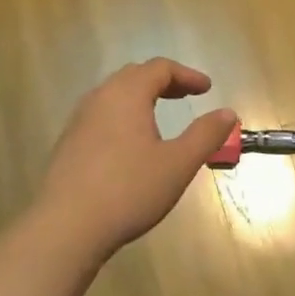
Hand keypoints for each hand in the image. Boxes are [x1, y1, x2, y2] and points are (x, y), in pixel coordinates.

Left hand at [33, 58, 236, 264]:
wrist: (66, 227)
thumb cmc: (129, 190)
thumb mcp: (178, 164)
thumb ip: (205, 135)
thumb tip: (228, 113)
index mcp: (126, 94)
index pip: (159, 68)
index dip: (187, 75)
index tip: (206, 89)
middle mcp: (99, 98)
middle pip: (134, 76)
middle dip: (163, 81)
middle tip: (185, 95)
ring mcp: (79, 121)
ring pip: (113, 95)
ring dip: (141, 98)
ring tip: (159, 116)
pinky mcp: (68, 144)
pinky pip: (100, 116)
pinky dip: (123, 116)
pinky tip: (130, 144)